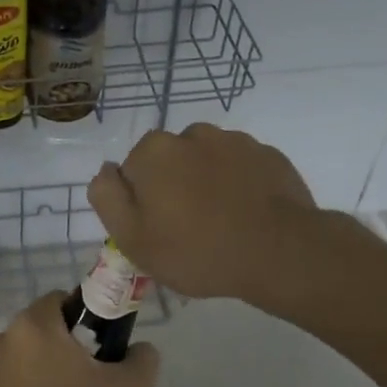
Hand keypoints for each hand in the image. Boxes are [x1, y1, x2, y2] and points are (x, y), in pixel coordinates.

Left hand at [0, 290, 160, 386]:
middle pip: (35, 332)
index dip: (82, 318)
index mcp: (33, 328)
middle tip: (85, 382)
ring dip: (33, 375)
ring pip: (14, 363)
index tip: (99, 348)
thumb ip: (142, 357)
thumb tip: (137, 348)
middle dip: (58, 348)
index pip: (59, 301)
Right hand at [89, 123, 320, 305]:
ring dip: (207, 183)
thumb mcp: (132, 238)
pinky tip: (247, 216)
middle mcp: (192, 134)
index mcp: (154, 150)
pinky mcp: (269, 155)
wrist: (280, 252)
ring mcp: (235, 141)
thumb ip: (107, 197)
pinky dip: (239, 186)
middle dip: (174, 186)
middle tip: (189, 230)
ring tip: (222, 223)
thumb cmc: (196, 250)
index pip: (132, 171)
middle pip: (170, 162)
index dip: (141, 202)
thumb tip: (106, 170)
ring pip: (207, 162)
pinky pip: (241, 169)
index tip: (158, 230)